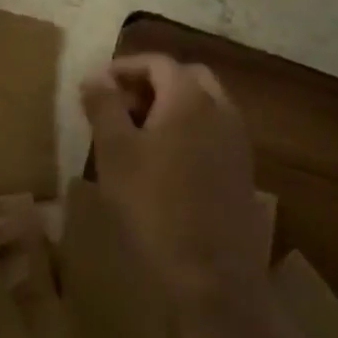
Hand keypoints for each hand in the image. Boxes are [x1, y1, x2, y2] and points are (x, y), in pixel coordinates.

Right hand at [79, 54, 271, 329]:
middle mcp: (221, 110)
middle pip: (186, 77)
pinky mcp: (242, 170)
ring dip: (170, 106)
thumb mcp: (114, 152)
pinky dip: (186, 130)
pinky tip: (162, 161)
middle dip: (150, 82)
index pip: (158, 62)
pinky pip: (212, 132)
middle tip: (119, 105)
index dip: (124, 67)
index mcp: (190, 98)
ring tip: (135, 133)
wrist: (211, 276)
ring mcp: (237, 141)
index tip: (96, 85)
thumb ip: (104, 106)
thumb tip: (95, 76)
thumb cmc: (153, 205)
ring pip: (203, 104)